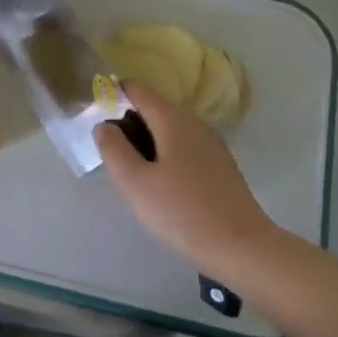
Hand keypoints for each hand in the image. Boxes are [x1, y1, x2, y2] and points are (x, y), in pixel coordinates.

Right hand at [95, 82, 275, 273]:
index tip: (95, 122)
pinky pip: (183, 146)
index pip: (136, 89)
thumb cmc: (182, 212)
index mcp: (172, 119)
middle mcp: (194, 122)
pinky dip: (164, 155)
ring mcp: (210, 143)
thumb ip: (113, 149)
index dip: (111, 97)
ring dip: (145, 143)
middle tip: (111, 158)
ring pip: (168, 129)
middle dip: (127, 124)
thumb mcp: (135, 183)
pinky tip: (159, 186)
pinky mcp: (219, 164)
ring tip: (132, 175)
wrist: (241, 247)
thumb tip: (103, 125)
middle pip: (152, 108)